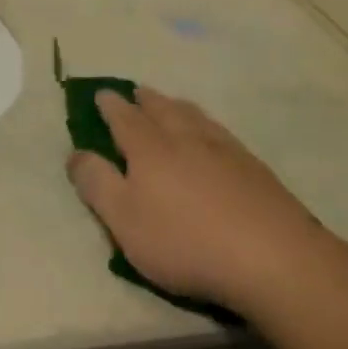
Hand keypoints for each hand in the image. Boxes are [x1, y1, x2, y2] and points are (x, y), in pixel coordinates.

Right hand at [67, 89, 329, 312]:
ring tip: (171, 103)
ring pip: (195, 117)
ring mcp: (225, 150)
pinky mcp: (254, 168)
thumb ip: (97, 184)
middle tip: (136, 91)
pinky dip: (206, 124)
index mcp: (150, 149)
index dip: (110, 106)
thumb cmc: (184, 241)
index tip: (101, 94)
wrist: (272, 257)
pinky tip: (213, 135)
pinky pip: (221, 132)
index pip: (124, 119)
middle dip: (145, 100)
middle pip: (162, 110)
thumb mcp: (124, 220)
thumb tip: (75, 153)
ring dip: (177, 106)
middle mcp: (186, 139)